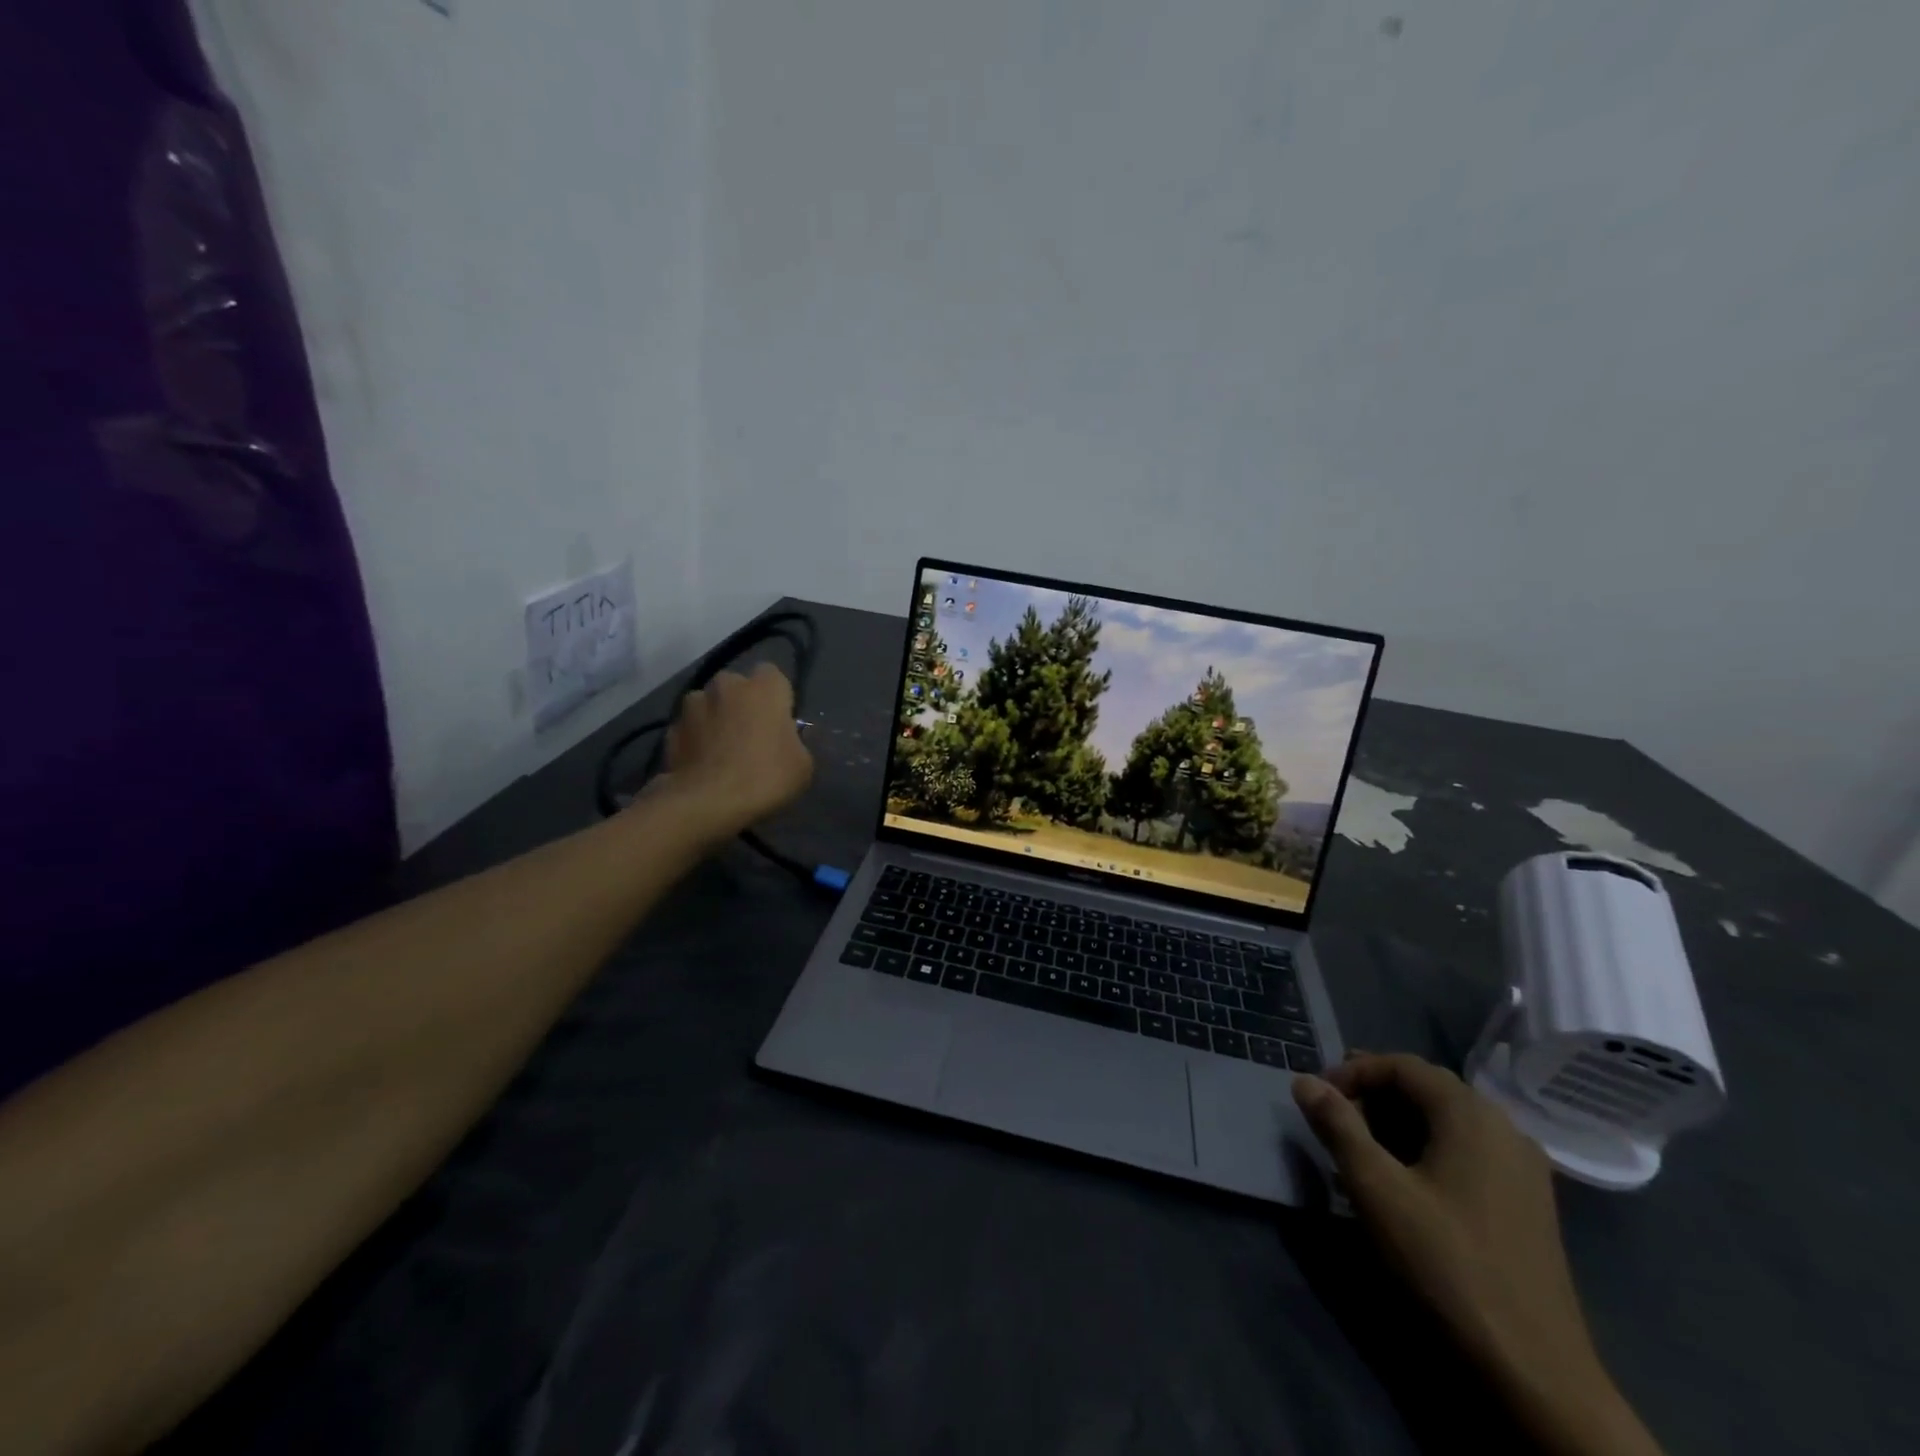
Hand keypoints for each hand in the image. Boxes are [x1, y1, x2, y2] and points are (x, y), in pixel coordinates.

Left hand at [656, 664, 812, 836]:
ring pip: (709, 705)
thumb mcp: (803, 765)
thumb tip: (786, 738)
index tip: (779, 721)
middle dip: (742, 704)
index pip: (773, 675)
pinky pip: (690, 728)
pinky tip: (702, 766)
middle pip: (737, 687)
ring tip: (721, 752)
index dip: (776, 697)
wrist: (707, 803)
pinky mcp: (670, 728)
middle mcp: (726, 684)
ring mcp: (692, 705)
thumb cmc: (765, 777)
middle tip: (751, 736)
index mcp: (764, 687)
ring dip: (715, 719)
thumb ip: (796, 741)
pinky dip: (695, 740)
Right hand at [1294, 1054, 1662, 1455]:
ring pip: (1446, 1122)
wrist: (1534, 1369)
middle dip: (1373, 1097)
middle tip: (1333, 1120)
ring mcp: (1523, 1168)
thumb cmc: (1446, 1263)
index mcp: (1471, 1114)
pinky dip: (1426, 1151)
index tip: (1318, 1099)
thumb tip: (1304, 1080)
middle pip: (1426, 1089)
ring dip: (1396, 1125)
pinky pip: (1466, 1152)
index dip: (1353, 1072)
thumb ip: (1337, 1125)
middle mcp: (1503, 1127)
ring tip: (1358, 1154)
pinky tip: (1401, 1185)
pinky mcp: (1526, 1203)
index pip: (1401, 1066)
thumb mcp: (1376, 1188)